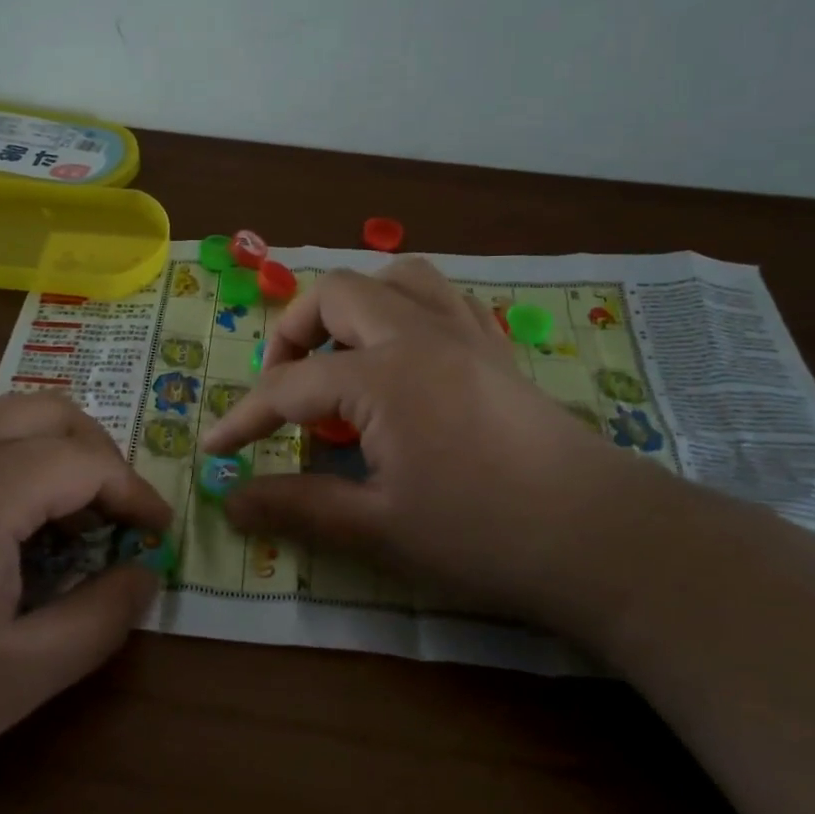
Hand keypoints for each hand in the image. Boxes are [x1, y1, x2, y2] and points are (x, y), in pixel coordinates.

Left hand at [0, 395, 169, 813]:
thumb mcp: (19, 676)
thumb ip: (99, 619)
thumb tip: (145, 576)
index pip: (84, 461)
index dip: (135, 493)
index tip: (159, 532)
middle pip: (48, 411)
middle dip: (98, 455)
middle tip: (117, 515)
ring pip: (2, 414)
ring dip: (51, 449)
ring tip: (67, 516)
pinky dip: (7, 455)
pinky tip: (2, 520)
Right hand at [201, 260, 661, 624]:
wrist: (599, 536)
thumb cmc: (481, 534)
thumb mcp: (377, 528)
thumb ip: (297, 506)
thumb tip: (230, 503)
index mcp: (382, 376)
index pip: (288, 386)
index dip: (244, 418)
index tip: (215, 447)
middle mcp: (418, 335)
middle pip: (336, 295)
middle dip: (294, 333)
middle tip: (285, 386)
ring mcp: (464, 333)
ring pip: (397, 278)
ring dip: (356, 307)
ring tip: (344, 357)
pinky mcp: (495, 348)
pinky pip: (442, 299)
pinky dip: (407, 311)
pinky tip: (405, 359)